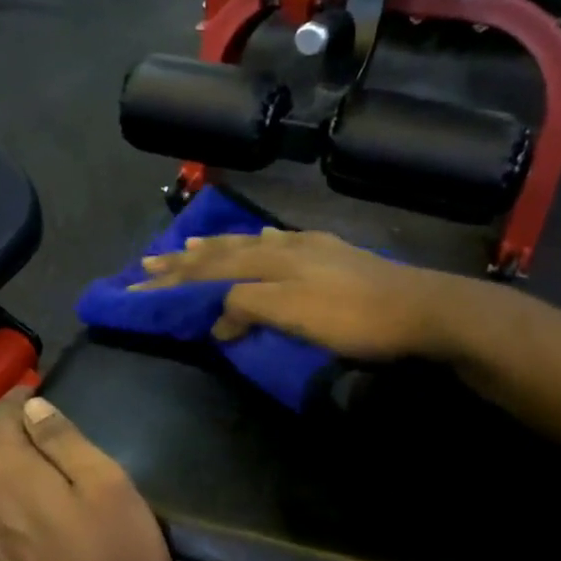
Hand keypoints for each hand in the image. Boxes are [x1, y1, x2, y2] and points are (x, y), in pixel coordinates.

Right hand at [133, 227, 516, 362]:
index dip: (173, 280)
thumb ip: (248, 309)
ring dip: (215, 248)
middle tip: (150, 263)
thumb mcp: (294, 316)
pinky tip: (262, 241)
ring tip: (191, 245)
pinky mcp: (331, 256)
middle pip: (223, 253)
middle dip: (184, 261)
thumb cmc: (354, 319)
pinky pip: (278, 244)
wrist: (423, 309)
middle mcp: (283, 249)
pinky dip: (256, 244)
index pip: (209, 271)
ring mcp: (309, 249)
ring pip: (249, 245)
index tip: (138, 286)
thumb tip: (215, 319)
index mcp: (270, 262)